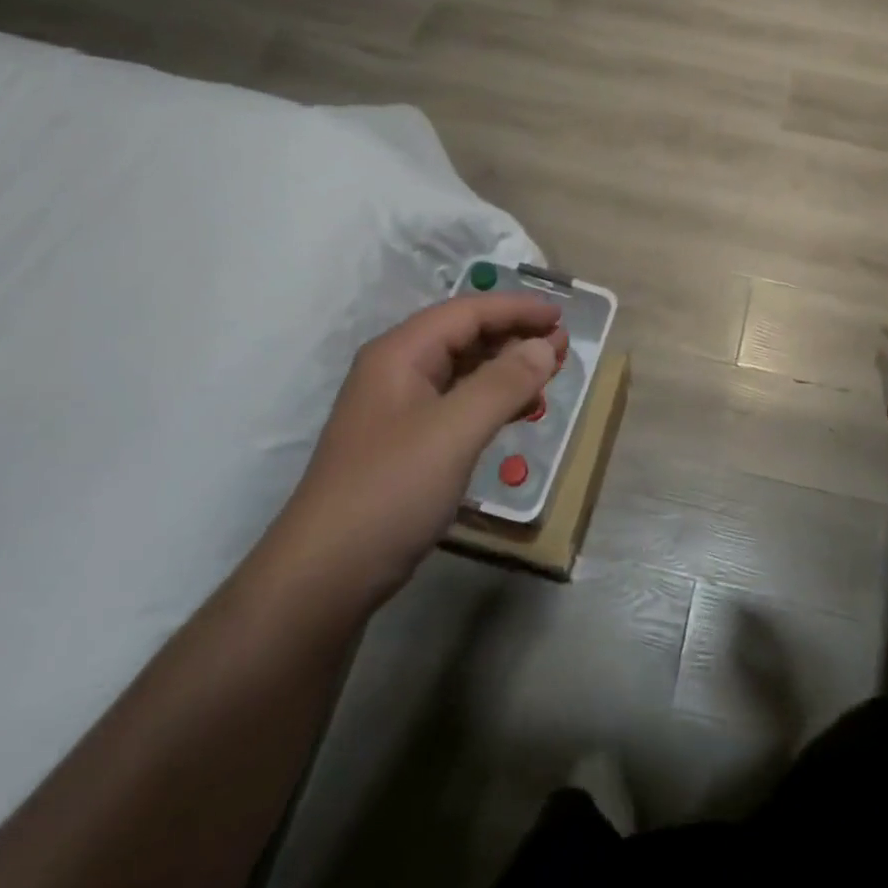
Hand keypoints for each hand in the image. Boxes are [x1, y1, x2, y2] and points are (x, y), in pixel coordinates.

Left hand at [270, 294, 565, 603]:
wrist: (324, 577)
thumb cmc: (390, 490)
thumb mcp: (454, 431)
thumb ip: (504, 382)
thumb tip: (546, 345)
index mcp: (400, 354)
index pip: (467, 312)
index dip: (517, 309)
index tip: (562, 316)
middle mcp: (397, 372)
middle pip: (464, 336)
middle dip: (515, 336)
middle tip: (563, 347)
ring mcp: (398, 410)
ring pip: (462, 372)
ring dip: (506, 369)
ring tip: (548, 377)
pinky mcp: (405, 445)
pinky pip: (457, 404)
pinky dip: (491, 401)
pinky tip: (516, 413)